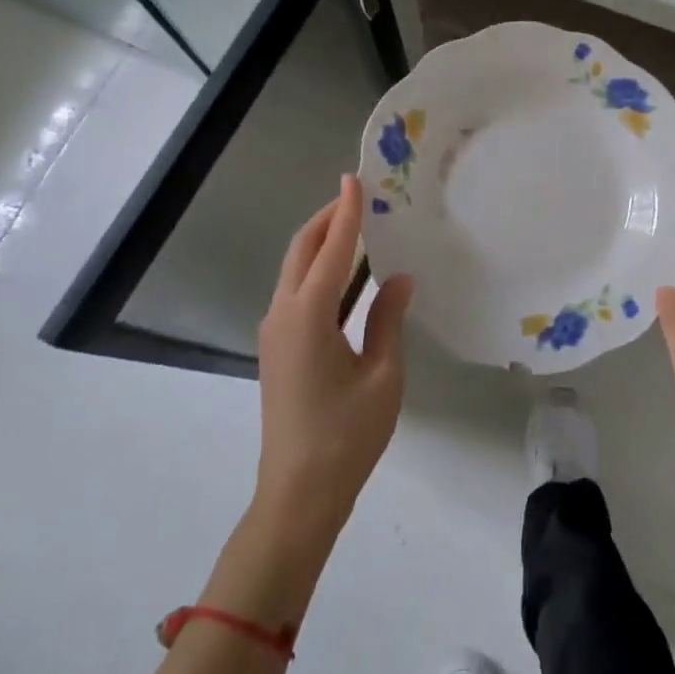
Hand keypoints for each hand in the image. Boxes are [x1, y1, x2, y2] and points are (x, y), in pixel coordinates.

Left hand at [254, 175, 412, 538]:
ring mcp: (274, 332)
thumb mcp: (382, 375)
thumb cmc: (346, 435)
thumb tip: (400, 278)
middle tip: (357, 198)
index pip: (330, 249)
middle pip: (301, 251)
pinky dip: (317, 271)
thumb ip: (388, 320)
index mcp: (309, 314)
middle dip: (326, 220)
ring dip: (320, 244)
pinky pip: (295, 293)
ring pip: (294, 271)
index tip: (354, 179)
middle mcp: (283, 314)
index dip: (346, 212)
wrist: (297, 495)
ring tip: (354, 228)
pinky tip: (344, 276)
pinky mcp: (276, 349)